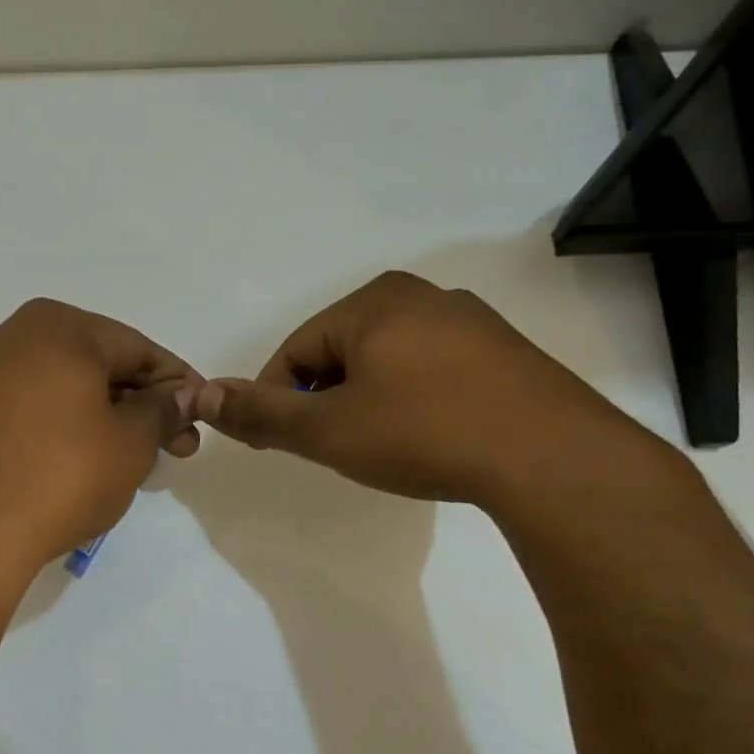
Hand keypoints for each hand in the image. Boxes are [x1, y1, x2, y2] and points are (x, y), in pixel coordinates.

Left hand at [0, 299, 202, 593]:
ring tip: (117, 462)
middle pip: (90, 366)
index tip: (199, 415)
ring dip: (91, 417)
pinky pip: (12, 414)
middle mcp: (5, 337)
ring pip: (50, 389)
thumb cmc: (60, 478)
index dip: (176, 384)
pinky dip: (44, 430)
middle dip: (134, 405)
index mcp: (55, 328)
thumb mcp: (131, 444)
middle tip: (169, 448)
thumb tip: (183, 394)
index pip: (136, 349)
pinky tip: (57, 468)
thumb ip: (163, 410)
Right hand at [193, 271, 665, 507]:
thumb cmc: (423, 433)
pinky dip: (411, 401)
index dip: (276, 399)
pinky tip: (426, 437)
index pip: (295, 350)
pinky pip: (431, 370)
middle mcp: (421, 296)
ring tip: (380, 447)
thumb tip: (203, 394)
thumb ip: (262, 413)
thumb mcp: (329, 431)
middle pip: (340, 352)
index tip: (277, 443)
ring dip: (366, 401)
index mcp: (373, 302)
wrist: (550, 457)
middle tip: (332, 448)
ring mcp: (469, 321)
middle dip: (324, 400)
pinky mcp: (502, 352)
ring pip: (386, 362)